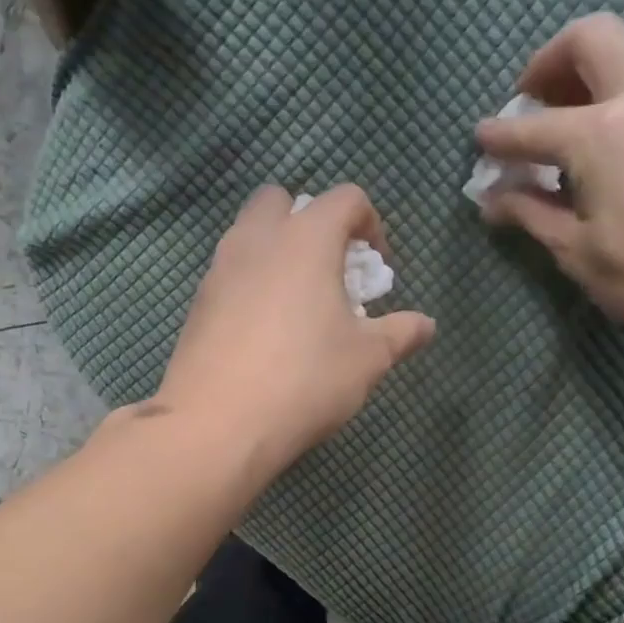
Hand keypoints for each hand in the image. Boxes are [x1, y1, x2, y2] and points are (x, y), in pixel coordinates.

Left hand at [153, 184, 434, 472]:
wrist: (217, 424)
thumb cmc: (304, 380)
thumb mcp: (367, 359)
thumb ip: (400, 333)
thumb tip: (426, 325)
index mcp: (306, 238)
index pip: (345, 198)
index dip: (371, 224)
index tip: (378, 267)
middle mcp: (257, 240)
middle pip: (280, 201)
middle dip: (309, 222)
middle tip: (328, 270)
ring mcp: (219, 269)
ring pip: (248, 235)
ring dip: (276, 252)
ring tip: (297, 304)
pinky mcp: (197, 303)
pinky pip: (229, 274)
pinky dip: (250, 284)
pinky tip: (263, 333)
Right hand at [476, 15, 623, 364]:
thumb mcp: (578, 252)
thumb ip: (531, 213)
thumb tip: (493, 198)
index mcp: (602, 134)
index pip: (533, 126)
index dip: (499, 135)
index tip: (481, 137)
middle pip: (593, 36)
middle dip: (551, 60)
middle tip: (535, 100)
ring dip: (601, 58)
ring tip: (583, 105)